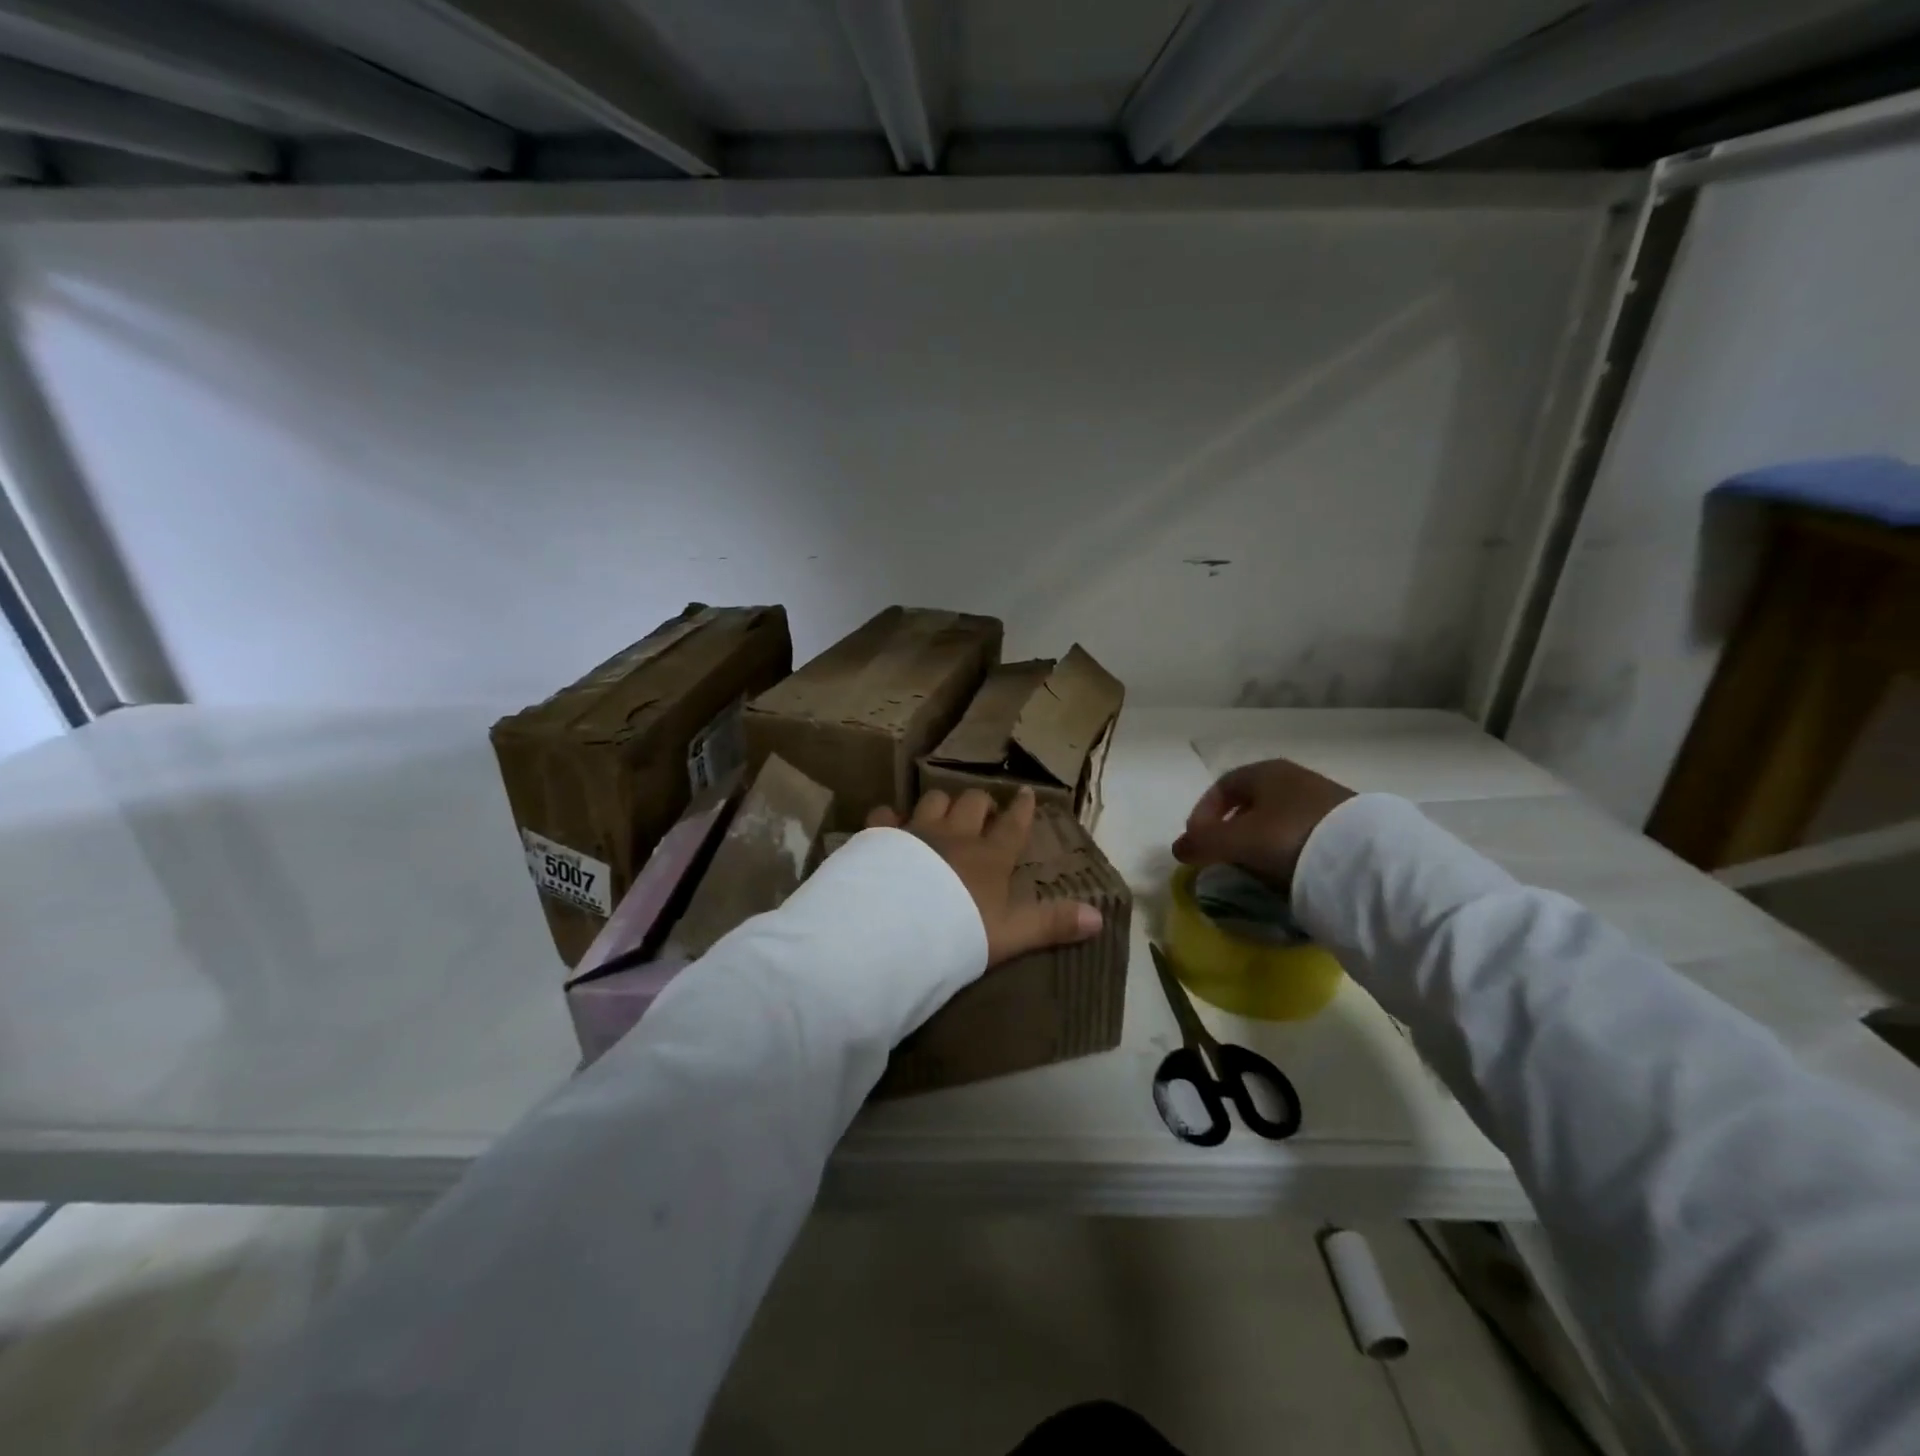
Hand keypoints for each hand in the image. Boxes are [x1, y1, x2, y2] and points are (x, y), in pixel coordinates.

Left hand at [867, 787, 1102, 965]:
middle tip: (984, 812)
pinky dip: (890, 819)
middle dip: (981, 803)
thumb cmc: (958, 933)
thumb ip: (1051, 924)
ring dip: (941, 804)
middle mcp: (956, 836)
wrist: (896, 929)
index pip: (1012, 826)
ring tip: (942, 814)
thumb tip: (1099, 917)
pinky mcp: (882, 837)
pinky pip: (886, 816)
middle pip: (973, 803)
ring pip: (933, 800)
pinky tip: (889, 825)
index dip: (1022, 809)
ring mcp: (917, 832)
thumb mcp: (1010, 935)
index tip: (1026, 792)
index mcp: (989, 857)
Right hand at [1172, 758, 1353, 890]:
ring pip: (1277, 819)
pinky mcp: (1346, 824)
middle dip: (1230, 829)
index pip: (1222, 786)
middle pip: (1250, 803)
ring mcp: (1324, 799)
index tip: (1197, 842)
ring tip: (1253, 868)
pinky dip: (1286, 850)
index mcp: (1266, 771)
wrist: (1363, 857)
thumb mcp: (1236, 840)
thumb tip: (1178, 848)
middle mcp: (1294, 778)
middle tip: (1222, 856)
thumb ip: (1203, 842)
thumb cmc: (1288, 836)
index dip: (1203, 813)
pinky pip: (1302, 833)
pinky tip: (1287, 871)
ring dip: (1258, 841)